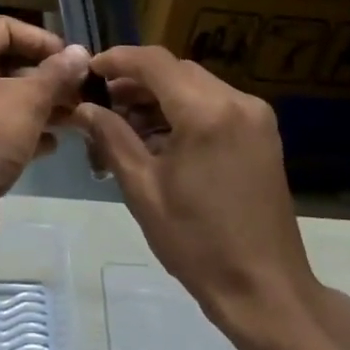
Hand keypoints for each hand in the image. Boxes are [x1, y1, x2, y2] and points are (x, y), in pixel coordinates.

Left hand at [0, 16, 88, 220]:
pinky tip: (51, 145)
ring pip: (3, 98)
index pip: (5, 28)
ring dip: (40, 105)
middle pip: (5, 63)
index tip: (72, 60)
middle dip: (46, 76)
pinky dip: (23, 130)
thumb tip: (80, 52)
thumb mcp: (28, 100)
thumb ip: (56, 73)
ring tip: (75, 118)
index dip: (42, 39)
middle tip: (80, 91)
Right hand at [77, 46, 324, 329]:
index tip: (88, 71)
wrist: (266, 290)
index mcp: (206, 112)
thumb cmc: (198, 243)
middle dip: (136, 81)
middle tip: (102, 104)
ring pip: (195, 85)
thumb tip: (83, 108)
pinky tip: (160, 138)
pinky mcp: (262, 132)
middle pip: (176, 70)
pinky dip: (185, 110)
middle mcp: (236, 101)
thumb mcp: (144, 190)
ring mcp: (255, 115)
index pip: (154, 62)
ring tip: (125, 124)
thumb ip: (112, 138)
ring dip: (160, 96)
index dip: (117, 59)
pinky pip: (215, 104)